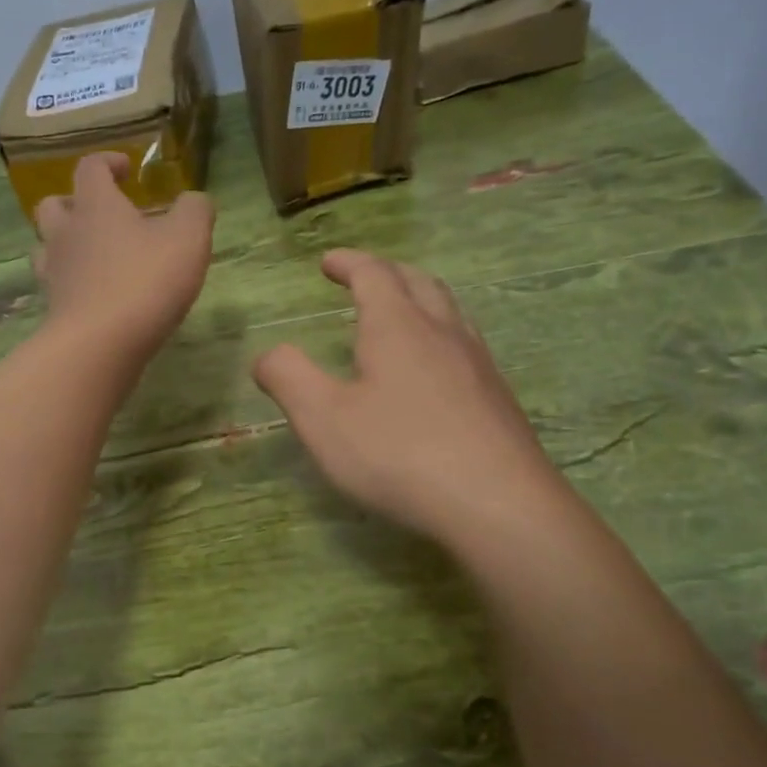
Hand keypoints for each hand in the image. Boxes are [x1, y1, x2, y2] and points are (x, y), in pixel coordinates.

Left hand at [32, 152, 213, 361]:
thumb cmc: (145, 281)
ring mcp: (55, 273)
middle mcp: (66, 233)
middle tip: (104, 215)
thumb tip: (194, 200)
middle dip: (76, 203)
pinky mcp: (54, 309)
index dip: (108, 162)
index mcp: (95, 205)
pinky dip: (73, 283)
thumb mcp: (188, 239)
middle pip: (54, 206)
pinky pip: (57, 285)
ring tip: (96, 256)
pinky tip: (97, 295)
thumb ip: (195, 210)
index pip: (91, 167)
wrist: (99, 345)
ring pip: (48, 246)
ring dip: (68, 244)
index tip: (128, 170)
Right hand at [254, 250, 557, 543]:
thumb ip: (288, 378)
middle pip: (418, 281)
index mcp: (397, 327)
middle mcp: (442, 332)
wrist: (498, 504)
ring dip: (419, 298)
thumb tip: (268, 353)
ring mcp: (477, 363)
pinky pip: (466, 344)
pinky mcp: (497, 397)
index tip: (327, 261)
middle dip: (386, 272)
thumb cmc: (399, 455)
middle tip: (363, 278)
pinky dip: (440, 334)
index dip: (348, 262)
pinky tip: (435, 369)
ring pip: (449, 310)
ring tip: (401, 313)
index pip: (373, 274)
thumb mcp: (323, 419)